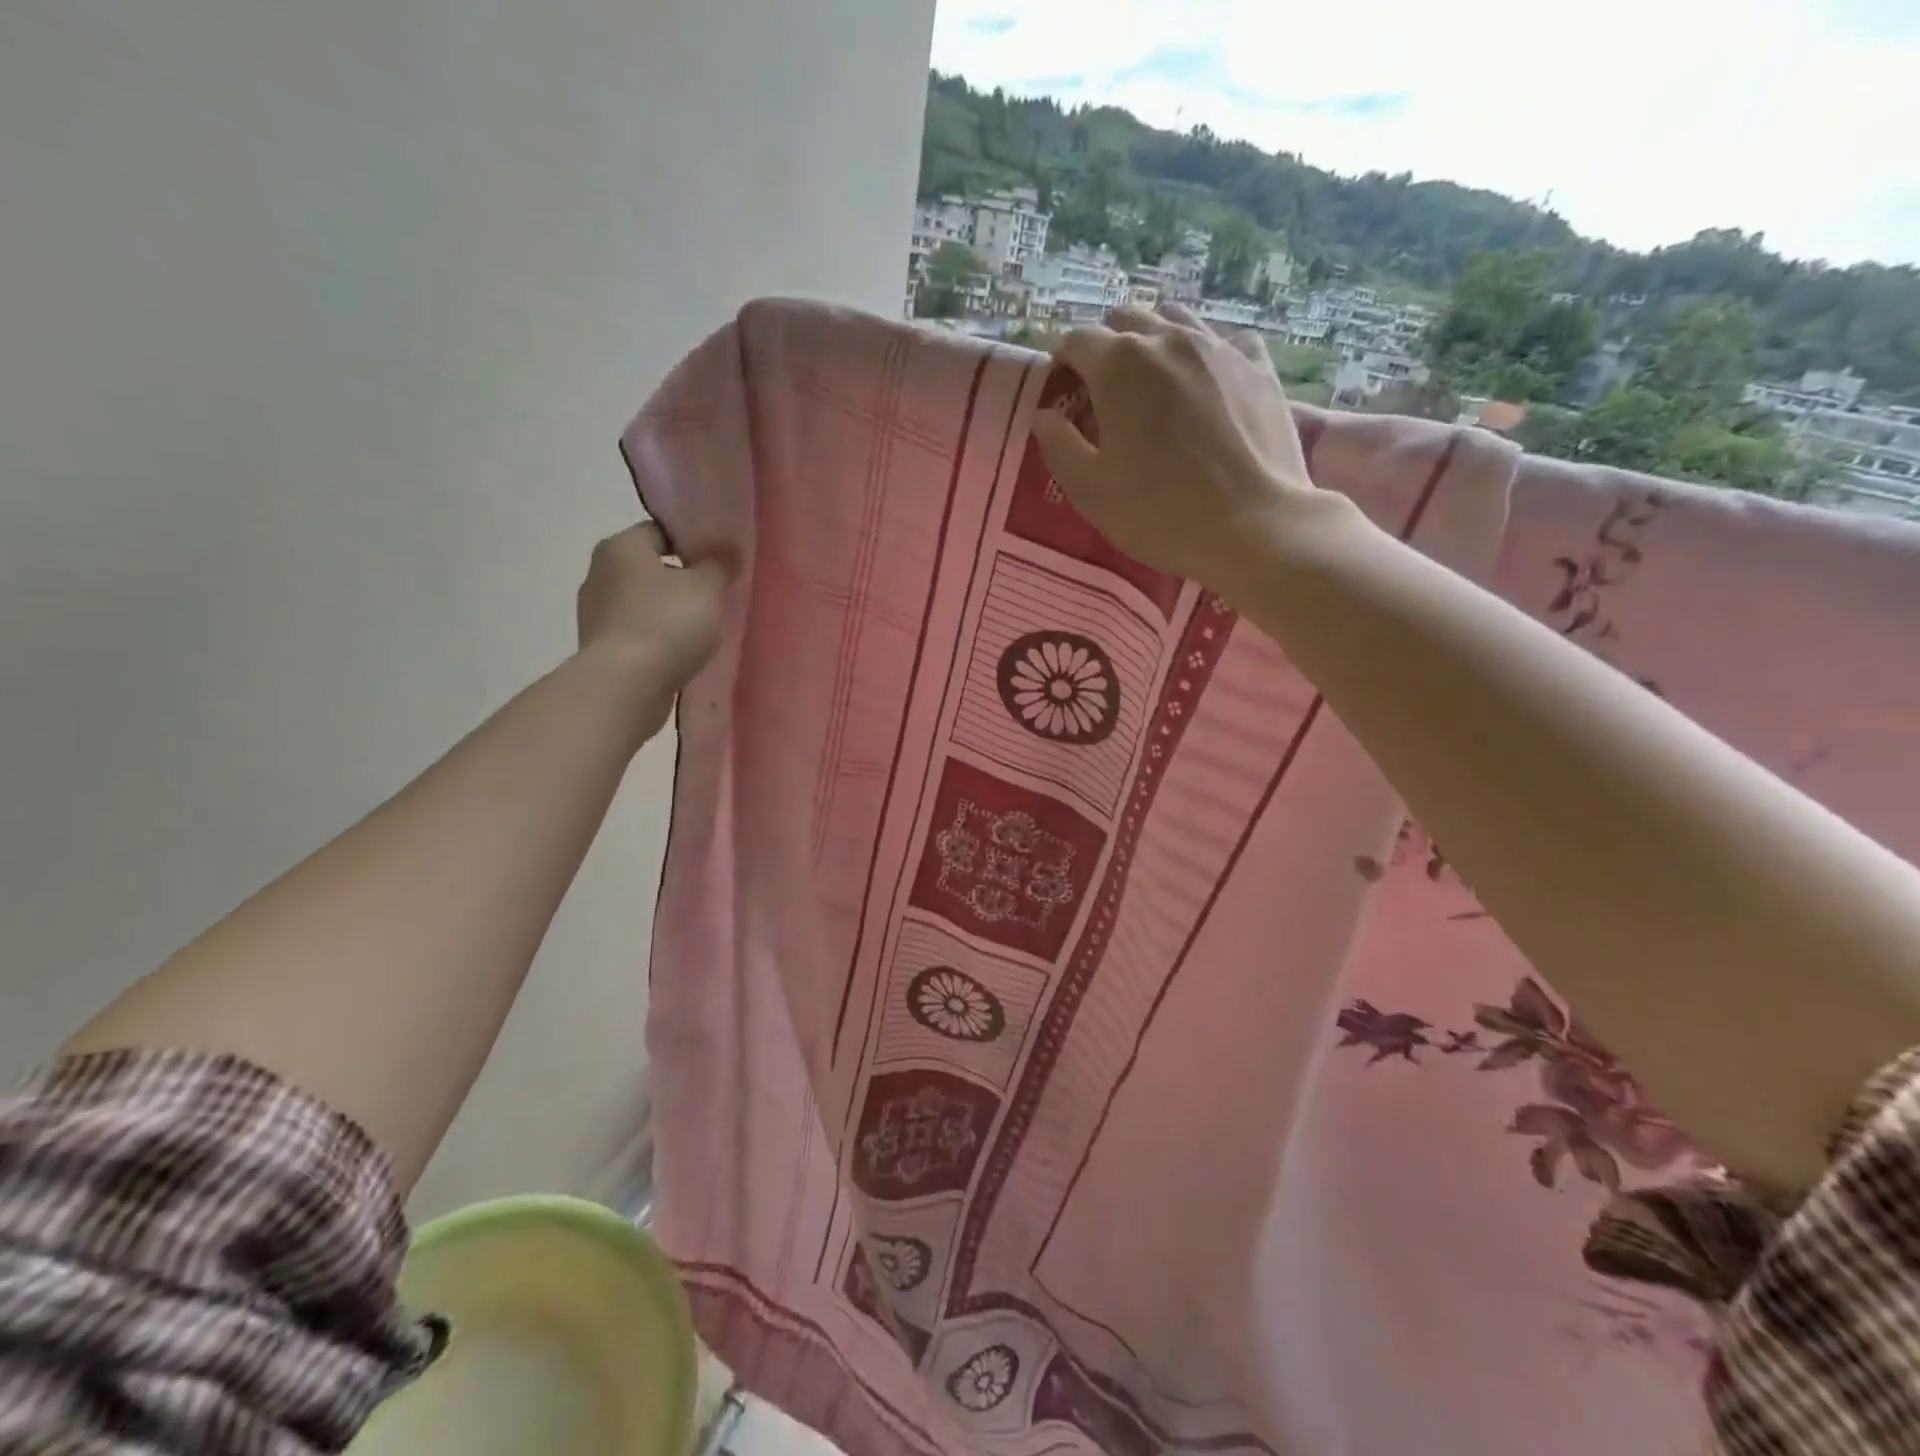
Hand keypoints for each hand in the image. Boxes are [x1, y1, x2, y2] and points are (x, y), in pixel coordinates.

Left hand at [576, 522, 733, 731]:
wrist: (626, 685)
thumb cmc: (666, 623)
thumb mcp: (706, 588)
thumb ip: (719, 563)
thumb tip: (727, 546)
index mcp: (621, 546)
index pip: (660, 531)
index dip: (692, 542)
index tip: (719, 561)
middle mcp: (599, 572)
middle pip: (649, 567)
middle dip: (681, 578)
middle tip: (716, 594)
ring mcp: (595, 612)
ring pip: (642, 601)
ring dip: (668, 610)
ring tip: (702, 627)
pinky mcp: (601, 647)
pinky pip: (637, 632)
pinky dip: (657, 637)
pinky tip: (680, 651)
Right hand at [1031, 305, 1338, 592]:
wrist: (1252, 526)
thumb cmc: (1159, 513)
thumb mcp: (1090, 490)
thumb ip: (1058, 445)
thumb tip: (1045, 415)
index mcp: (1119, 365)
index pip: (1076, 340)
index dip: (1062, 364)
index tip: (1063, 395)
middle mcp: (1168, 339)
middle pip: (1125, 320)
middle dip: (1106, 347)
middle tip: (1104, 392)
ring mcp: (1219, 347)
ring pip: (1174, 319)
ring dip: (1153, 341)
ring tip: (1151, 382)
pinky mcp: (1258, 365)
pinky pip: (1223, 338)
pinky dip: (1204, 351)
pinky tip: (1203, 381)